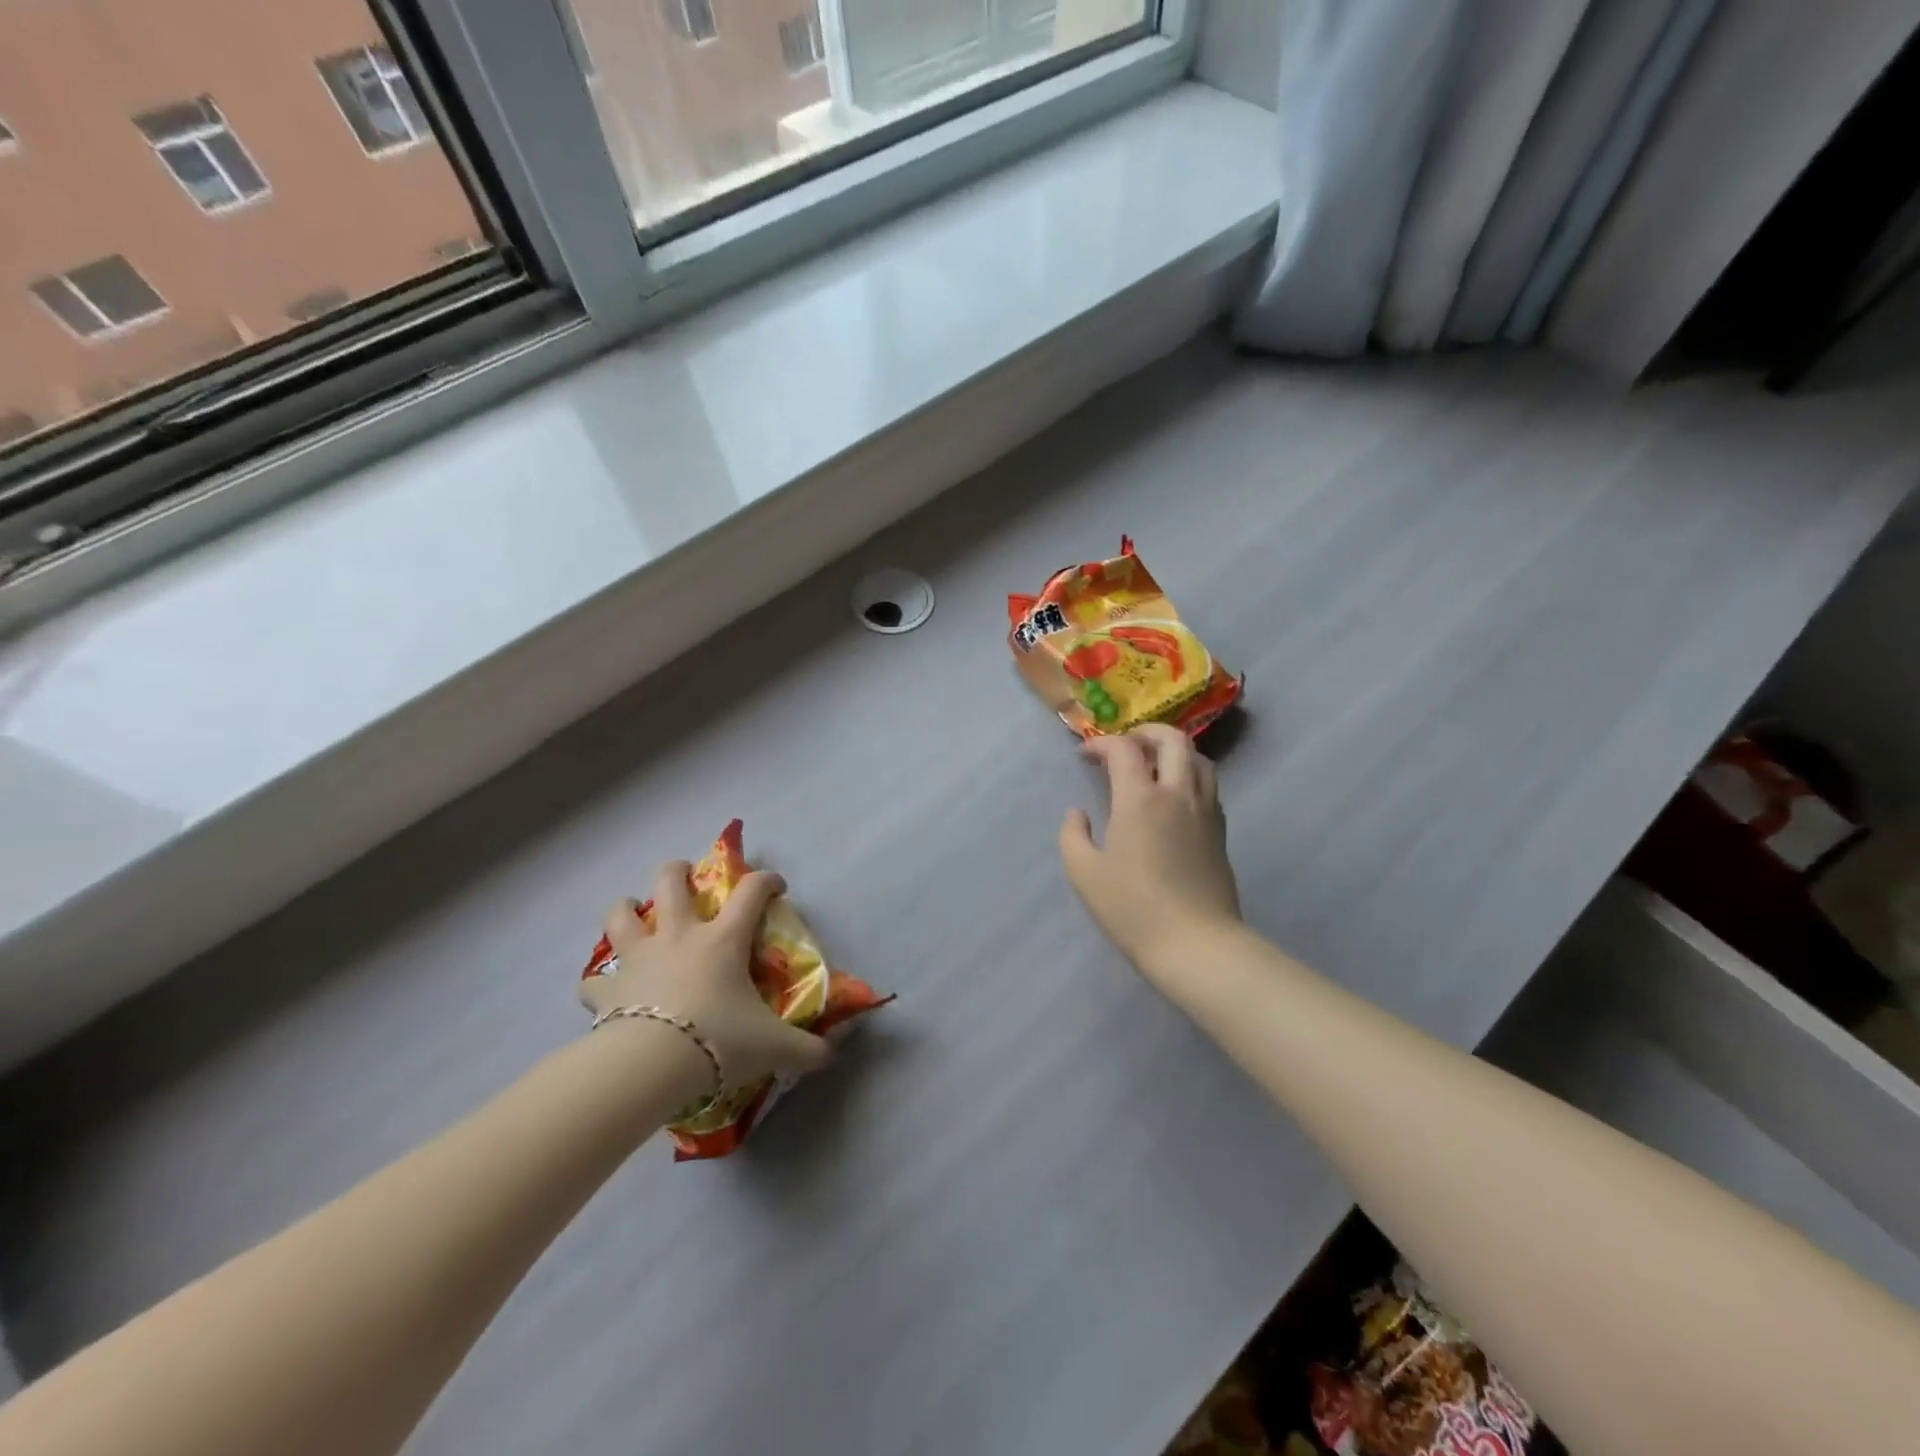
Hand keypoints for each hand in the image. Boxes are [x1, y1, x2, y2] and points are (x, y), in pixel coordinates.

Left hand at [581, 863, 830, 1094]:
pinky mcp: (607, 991)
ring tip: (632, 912)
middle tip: (686, 876)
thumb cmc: (719, 1040)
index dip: (767, 881)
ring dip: (626, 909)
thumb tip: (832, 1055)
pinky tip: (605, 990)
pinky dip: (598, 983)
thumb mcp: (773, 1046)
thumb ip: (806, 1049)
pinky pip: (593, 980)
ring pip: (621, 916)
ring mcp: (637, 959)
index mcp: (722, 940)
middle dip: (678, 871)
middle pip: (671, 882)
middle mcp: (678, 937)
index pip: (752, 892)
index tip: (776, 887)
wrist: (651, 1065)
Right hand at [1059, 724, 1240, 973]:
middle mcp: (1178, 794)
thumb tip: (1077, 814)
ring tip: (1153, 765)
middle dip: (1145, 733)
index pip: (1123, 750)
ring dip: (1174, 751)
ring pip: (1199, 759)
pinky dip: (1189, 775)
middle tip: (1125, 745)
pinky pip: (1208, 786)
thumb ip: (1073, 836)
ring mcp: (1205, 811)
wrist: (1196, 944)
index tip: (1084, 756)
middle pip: (1172, 740)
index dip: (1101, 744)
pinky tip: (1173, 798)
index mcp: (1141, 799)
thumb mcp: (1084, 873)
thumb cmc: (1133, 908)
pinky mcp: (1220, 831)